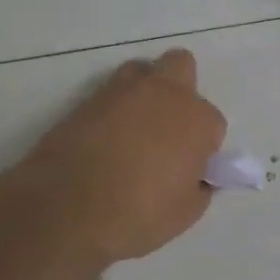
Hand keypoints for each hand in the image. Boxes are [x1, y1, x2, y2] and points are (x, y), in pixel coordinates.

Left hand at [13, 48, 227, 265]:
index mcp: (197, 119)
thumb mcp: (185, 213)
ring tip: (134, 128)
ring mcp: (122, 92)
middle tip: (168, 128)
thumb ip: (198, 187)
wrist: (67, 209)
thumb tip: (194, 178)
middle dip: (180, 90)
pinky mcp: (86, 100)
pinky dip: (111, 110)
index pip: (213, 122)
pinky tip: (104, 140)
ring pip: (141, 71)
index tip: (190, 167)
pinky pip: (108, 95)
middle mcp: (164, 93)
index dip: (202, 145)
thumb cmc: (140, 213)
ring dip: (144, 91)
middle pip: (181, 66)